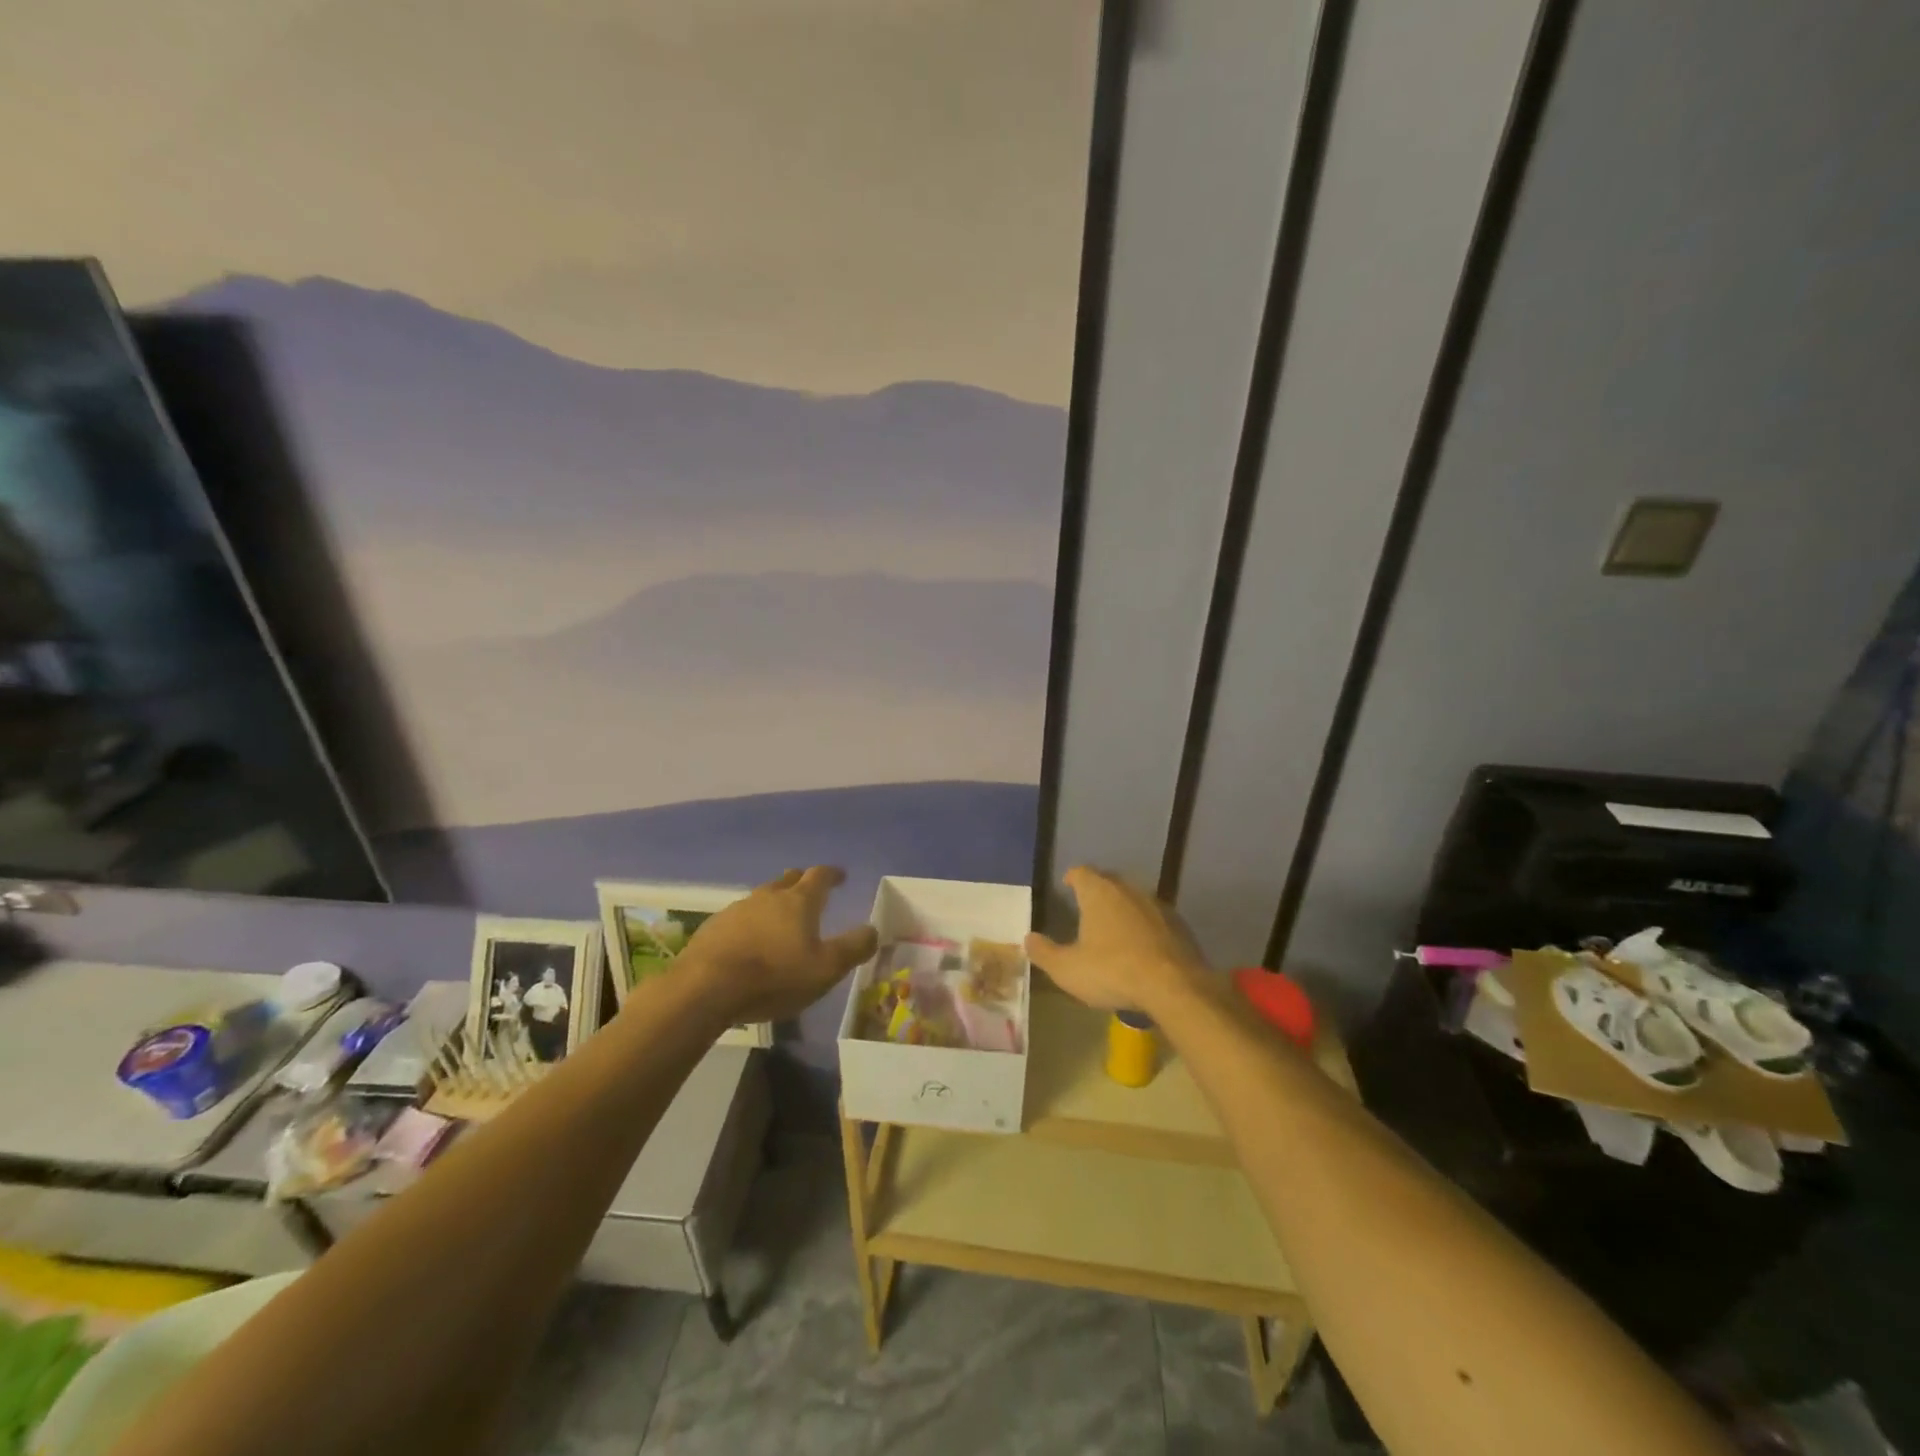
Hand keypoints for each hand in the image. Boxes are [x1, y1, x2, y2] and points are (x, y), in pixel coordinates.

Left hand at [677, 867, 877, 1024]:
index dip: (832, 874)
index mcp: (799, 901)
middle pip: (788, 880)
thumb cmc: (774, 976)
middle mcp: (768, 896)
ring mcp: (737, 909)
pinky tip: (749, 943)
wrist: (706, 988)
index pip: (820, 876)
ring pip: (762, 898)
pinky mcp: (714, 927)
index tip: (840, 876)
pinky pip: (739, 918)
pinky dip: (751, 924)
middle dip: (802, 882)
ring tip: (780, 921)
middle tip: (811, 892)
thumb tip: (873, 929)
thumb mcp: (826, 969)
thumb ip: (853, 948)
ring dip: (774, 904)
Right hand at [1024, 866, 1209, 1015]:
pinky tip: (1141, 947)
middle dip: (1097, 891)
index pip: (1081, 872)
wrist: (1174, 987)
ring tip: (1113, 928)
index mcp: (1099, 893)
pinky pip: (1154, 918)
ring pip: (1134, 899)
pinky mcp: (1179, 925)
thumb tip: (1028, 939)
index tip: (1067, 885)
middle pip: (1109, 881)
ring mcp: (1157, 905)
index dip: (1072, 878)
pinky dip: (1144, 926)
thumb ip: (1044, 952)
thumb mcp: (1067, 969)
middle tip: (1087, 907)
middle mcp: (1128, 890)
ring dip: (1123, 909)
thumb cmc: (1113, 971)